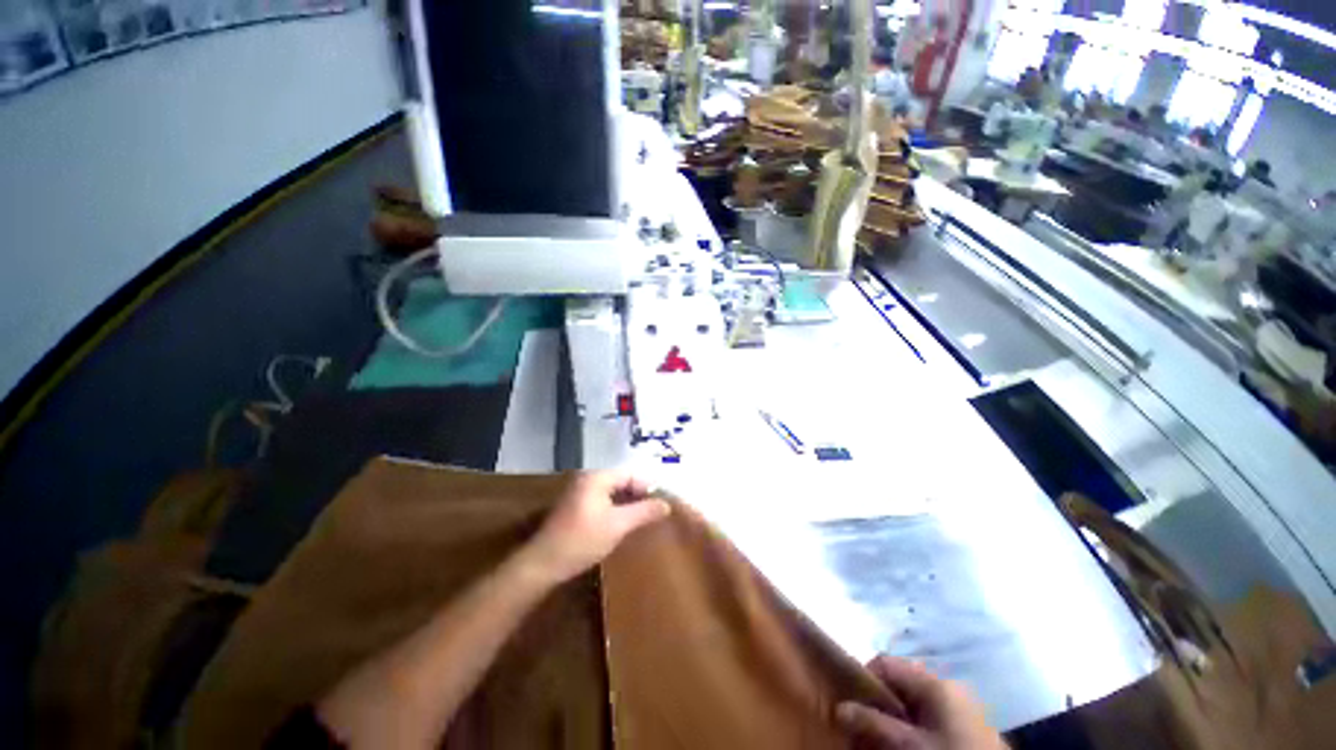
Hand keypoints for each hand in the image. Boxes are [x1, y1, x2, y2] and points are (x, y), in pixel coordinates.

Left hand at [520, 472, 670, 584]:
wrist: (543, 564)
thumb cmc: (582, 541)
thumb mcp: (618, 526)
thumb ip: (643, 512)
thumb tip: (666, 504)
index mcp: (596, 477)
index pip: (629, 474)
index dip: (647, 486)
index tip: (661, 503)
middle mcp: (587, 478)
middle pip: (620, 480)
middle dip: (638, 494)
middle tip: (655, 510)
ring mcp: (579, 492)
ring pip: (612, 491)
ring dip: (628, 502)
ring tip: (643, 517)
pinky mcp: (575, 505)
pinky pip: (602, 499)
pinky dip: (615, 507)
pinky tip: (624, 522)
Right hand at [837, 655, 1004, 749]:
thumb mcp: (909, 745)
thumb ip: (874, 724)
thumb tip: (839, 708)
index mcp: (933, 680)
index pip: (885, 662)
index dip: (864, 680)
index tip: (853, 706)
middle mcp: (945, 685)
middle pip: (899, 682)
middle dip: (880, 703)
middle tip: (867, 728)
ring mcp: (959, 705)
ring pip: (913, 702)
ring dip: (896, 718)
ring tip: (887, 741)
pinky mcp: (968, 725)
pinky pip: (930, 717)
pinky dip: (915, 728)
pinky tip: (912, 746)